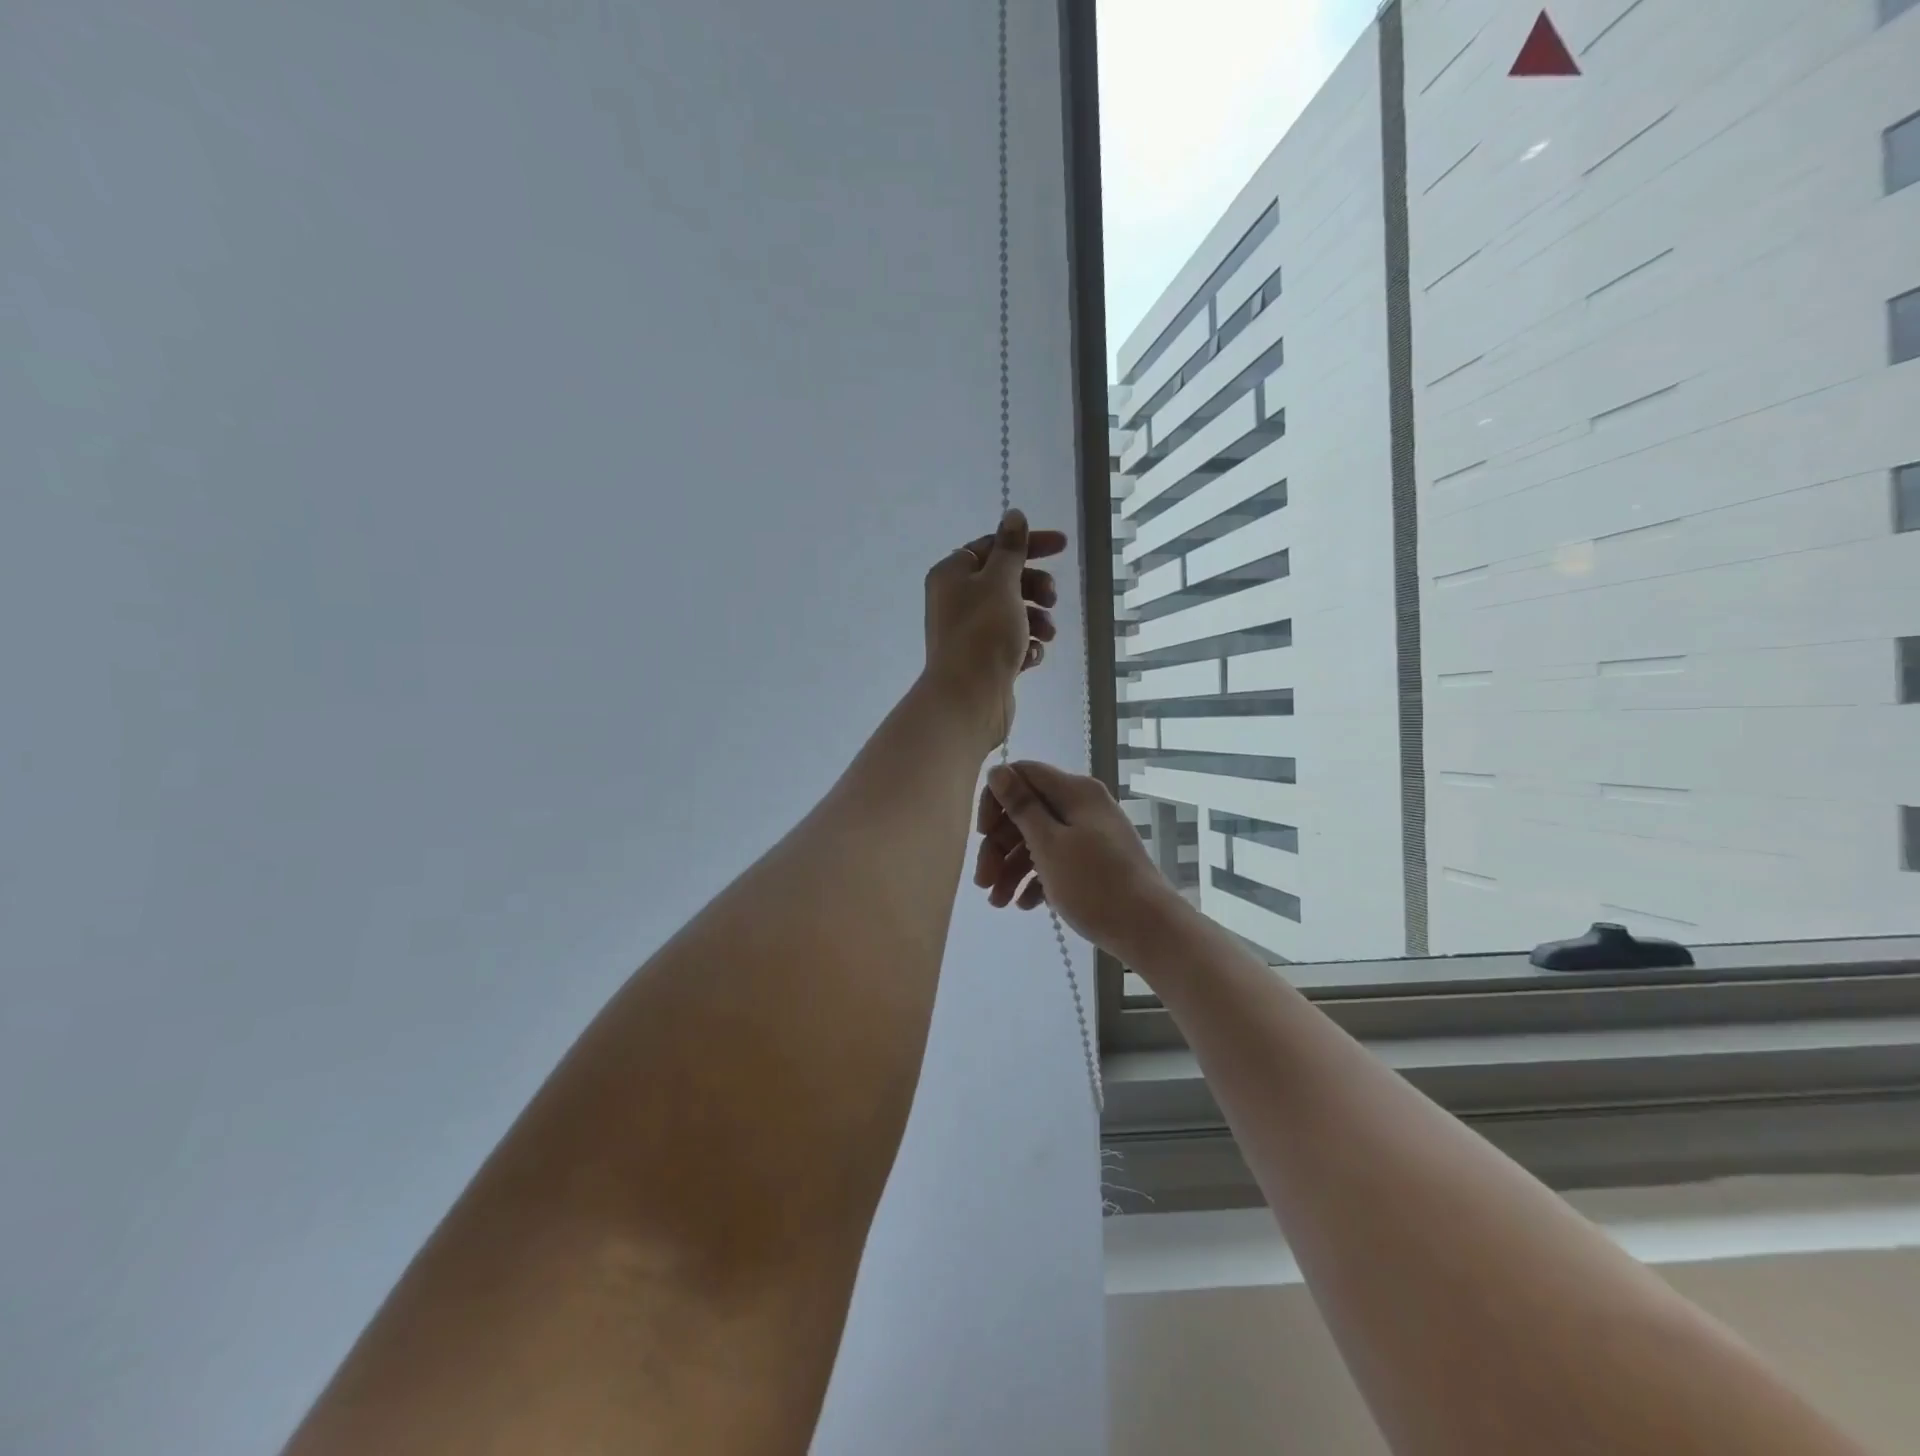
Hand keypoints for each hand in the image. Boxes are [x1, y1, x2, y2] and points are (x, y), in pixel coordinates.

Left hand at [922, 510, 1066, 746]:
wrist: (968, 700)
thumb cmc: (983, 634)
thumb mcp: (1000, 582)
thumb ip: (1011, 549)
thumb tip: (1013, 515)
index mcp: (952, 575)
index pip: (992, 546)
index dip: (1027, 544)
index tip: (1062, 547)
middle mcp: (956, 601)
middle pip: (1004, 580)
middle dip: (1034, 587)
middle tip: (1051, 598)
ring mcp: (969, 633)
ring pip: (1011, 614)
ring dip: (1035, 619)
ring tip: (1047, 634)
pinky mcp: (982, 661)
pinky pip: (1010, 644)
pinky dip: (1025, 647)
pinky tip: (1032, 657)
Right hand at [972, 760, 1188, 963]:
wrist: (1150, 930)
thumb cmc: (1094, 884)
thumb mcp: (1049, 844)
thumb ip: (1021, 806)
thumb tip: (998, 770)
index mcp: (1074, 792)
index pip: (1022, 775)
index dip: (996, 800)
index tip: (983, 835)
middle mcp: (1083, 806)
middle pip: (1027, 812)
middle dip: (999, 846)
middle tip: (982, 882)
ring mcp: (1090, 835)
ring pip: (1039, 840)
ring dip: (1012, 868)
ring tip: (998, 903)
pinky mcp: (1095, 862)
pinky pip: (1057, 860)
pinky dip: (1037, 879)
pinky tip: (1025, 905)